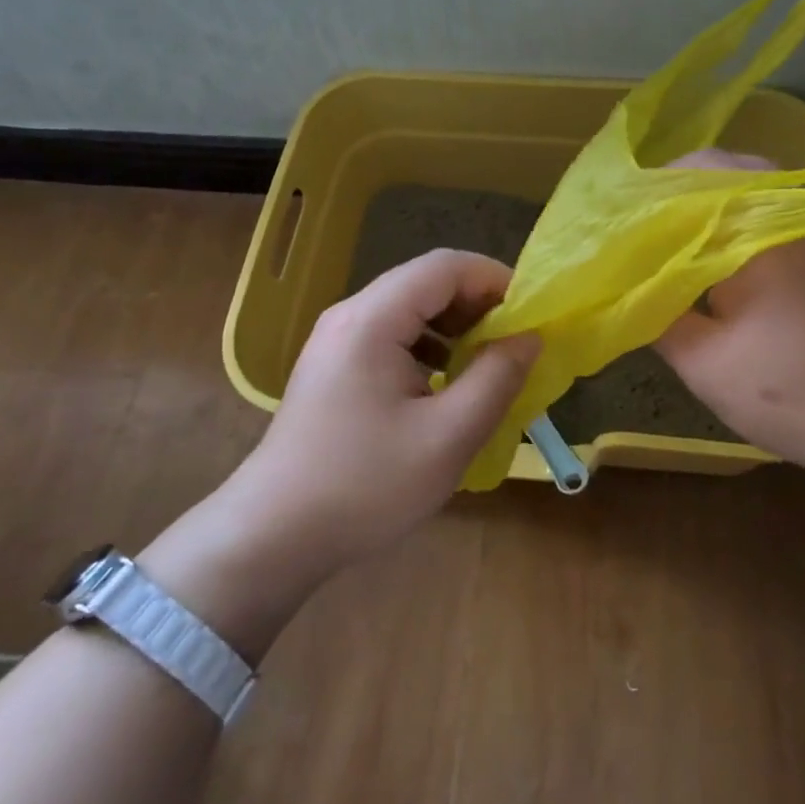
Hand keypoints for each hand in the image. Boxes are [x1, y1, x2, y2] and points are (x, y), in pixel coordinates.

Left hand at [142, 250, 537, 660]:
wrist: (273, 537)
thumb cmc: (365, 486)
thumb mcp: (448, 436)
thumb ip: (496, 378)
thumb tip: (530, 337)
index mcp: (373, 319)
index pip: (445, 266)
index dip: (495, 279)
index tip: (532, 314)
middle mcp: (350, 315)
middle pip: (426, 282)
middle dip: (478, 303)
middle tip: (516, 341)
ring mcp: (336, 340)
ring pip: (409, 308)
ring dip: (455, 325)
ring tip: (487, 362)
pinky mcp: (333, 367)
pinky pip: (391, 335)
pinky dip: (429, 345)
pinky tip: (445, 383)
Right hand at [655, 151, 804, 496]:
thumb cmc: (794, 391)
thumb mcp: (705, 362)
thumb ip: (655, 313)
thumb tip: (622, 284)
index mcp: (756, 225)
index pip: (689, 173)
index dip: (644, 190)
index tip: (608, 219)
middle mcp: (787, 210)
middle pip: (719, 171)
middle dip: (669, 192)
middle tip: (629, 227)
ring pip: (746, 190)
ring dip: (701, 205)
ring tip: (659, 239)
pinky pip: (766, 214)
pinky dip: (730, 222)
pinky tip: (708, 257)